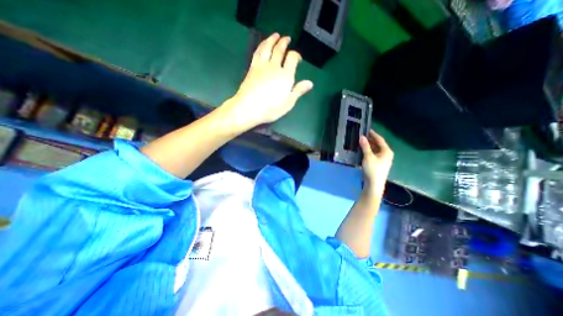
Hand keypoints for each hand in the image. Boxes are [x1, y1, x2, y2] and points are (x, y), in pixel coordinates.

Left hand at [226, 32, 314, 129]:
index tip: (298, 58)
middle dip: (284, 42)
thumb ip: (298, 91)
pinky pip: (258, 52)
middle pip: (279, 49)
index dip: (296, 55)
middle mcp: (274, 67)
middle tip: (287, 38)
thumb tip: (310, 83)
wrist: (248, 108)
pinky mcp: (252, 68)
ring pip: (267, 47)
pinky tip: (262, 45)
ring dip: (272, 39)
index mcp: (285, 76)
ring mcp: (262, 66)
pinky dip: (261, 46)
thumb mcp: (288, 103)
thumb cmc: (270, 109)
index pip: (292, 58)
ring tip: (275, 35)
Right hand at [358, 130, 391, 193]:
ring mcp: (383, 160)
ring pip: (375, 150)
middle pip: (378, 144)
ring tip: (360, 142)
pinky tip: (362, 151)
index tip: (366, 130)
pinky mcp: (378, 164)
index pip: (380, 139)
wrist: (374, 184)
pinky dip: (368, 151)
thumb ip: (365, 146)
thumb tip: (362, 137)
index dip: (373, 134)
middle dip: (370, 140)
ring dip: (368, 146)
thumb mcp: (368, 156)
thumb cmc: (372, 169)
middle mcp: (386, 154)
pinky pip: (373, 154)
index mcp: (386, 151)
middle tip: (361, 136)